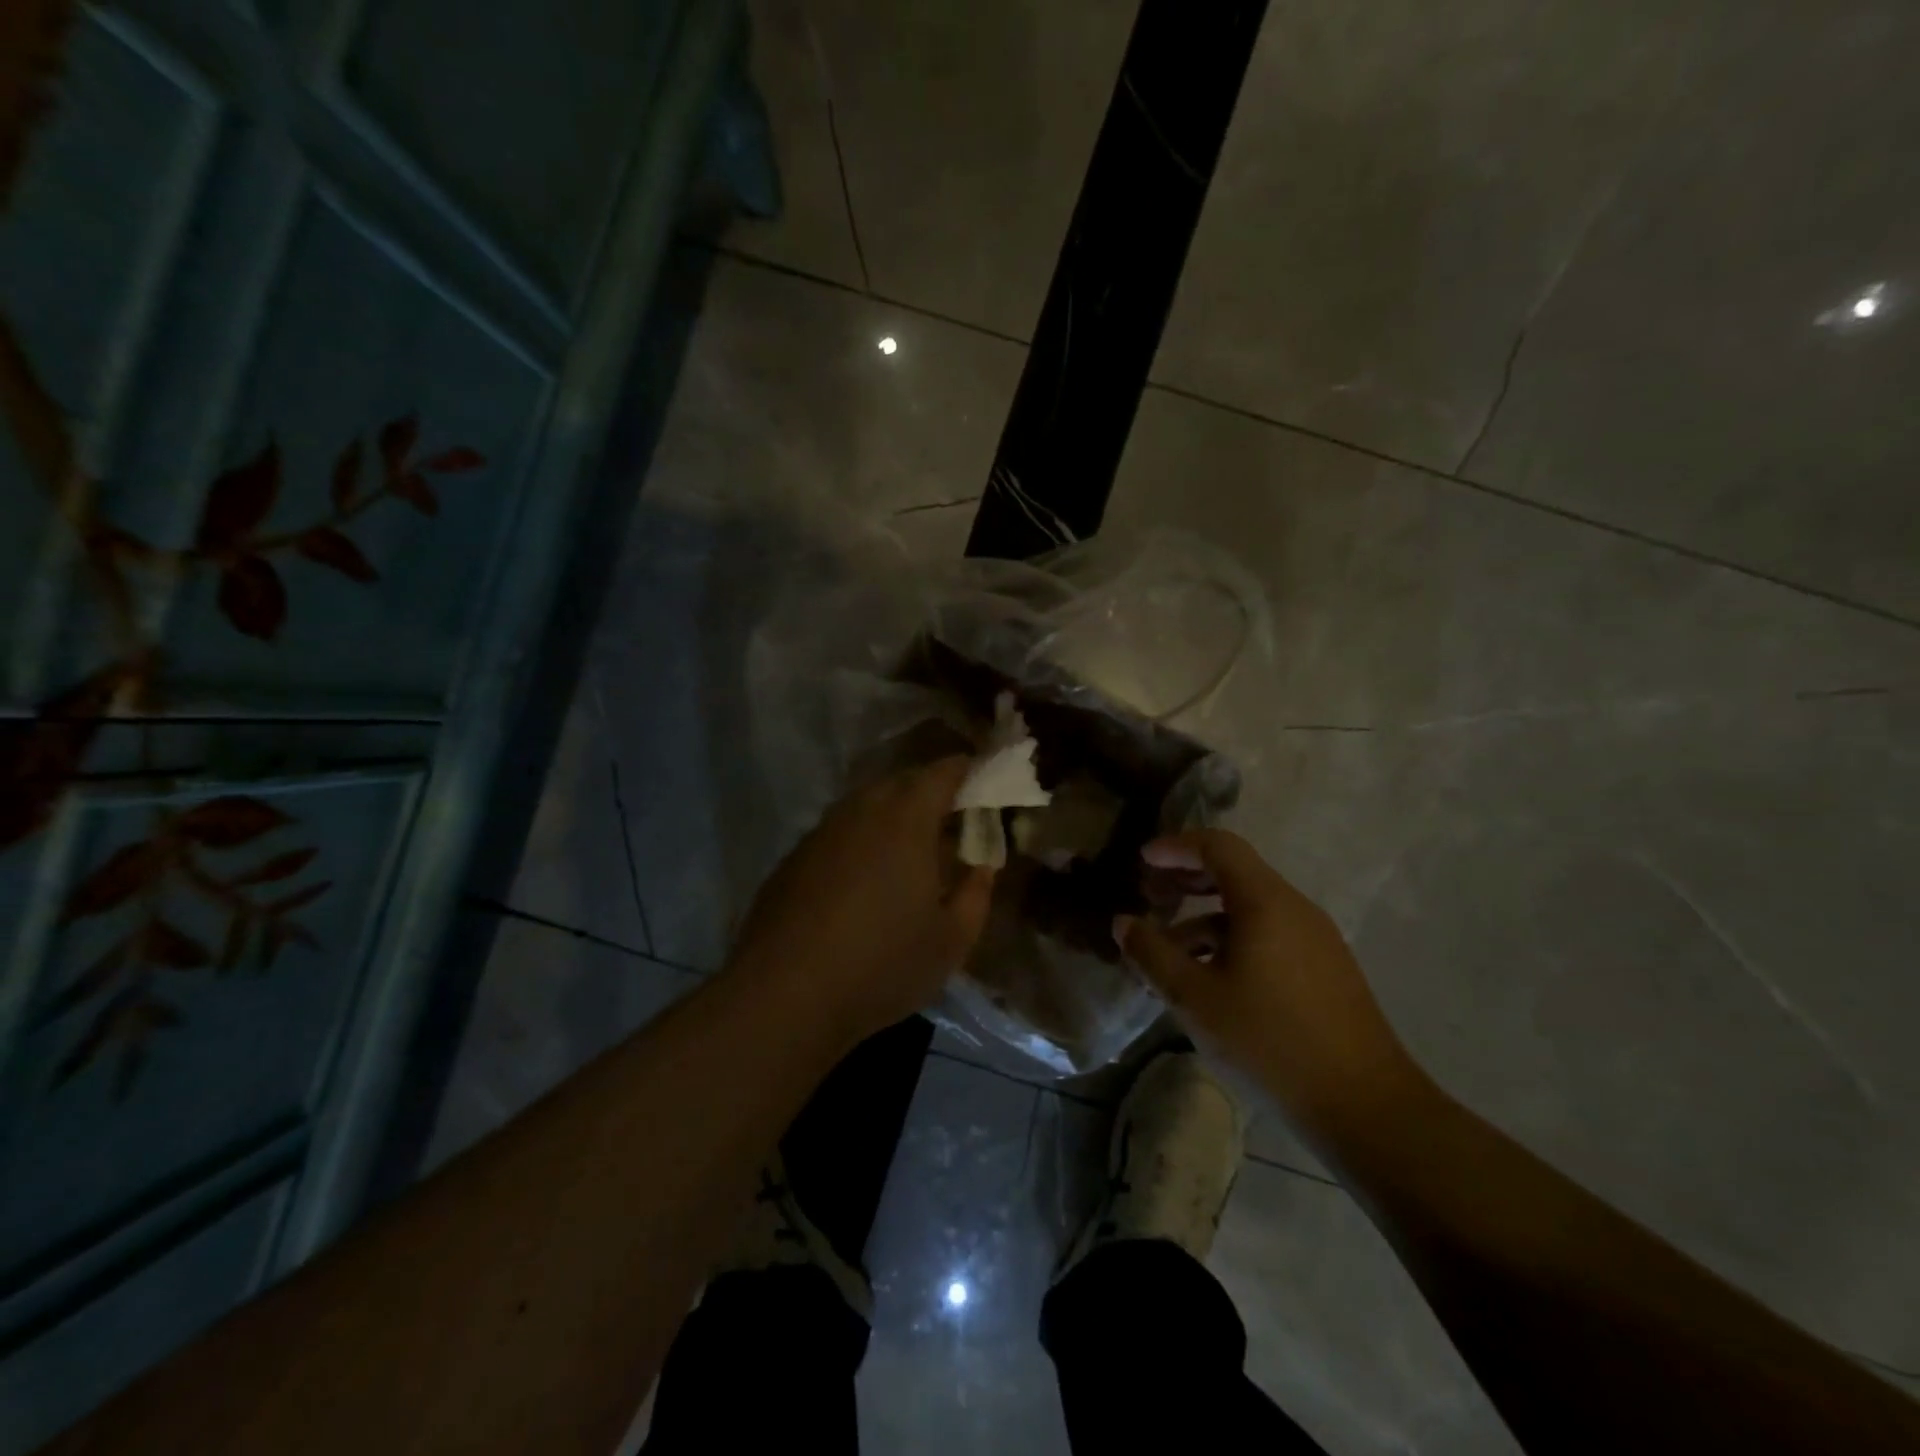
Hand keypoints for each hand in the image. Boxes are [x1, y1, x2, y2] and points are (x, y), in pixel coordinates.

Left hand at [728, 757, 993, 1045]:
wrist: (785, 995)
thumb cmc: (882, 964)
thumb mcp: (951, 941)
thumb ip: (976, 894)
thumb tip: (981, 867)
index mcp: (906, 820)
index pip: (941, 773)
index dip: (964, 770)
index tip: (980, 778)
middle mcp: (861, 811)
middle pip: (901, 782)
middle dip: (928, 791)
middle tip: (949, 818)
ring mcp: (821, 832)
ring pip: (864, 805)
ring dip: (891, 814)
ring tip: (907, 848)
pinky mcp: (793, 858)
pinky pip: (838, 832)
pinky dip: (859, 840)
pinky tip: (861, 879)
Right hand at [1116, 829, 1422, 1138]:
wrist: (1364, 1106)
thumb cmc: (1269, 1041)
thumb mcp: (1195, 998)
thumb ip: (1153, 954)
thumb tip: (1123, 923)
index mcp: (1265, 902)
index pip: (1218, 846)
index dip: (1176, 846)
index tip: (1143, 861)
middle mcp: (1294, 908)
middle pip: (1235, 872)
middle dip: (1188, 878)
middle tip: (1150, 895)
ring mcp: (1315, 939)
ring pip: (1251, 909)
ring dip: (1205, 917)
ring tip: (1169, 949)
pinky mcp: (1324, 968)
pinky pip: (1269, 934)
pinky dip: (1231, 939)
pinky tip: (1210, 978)